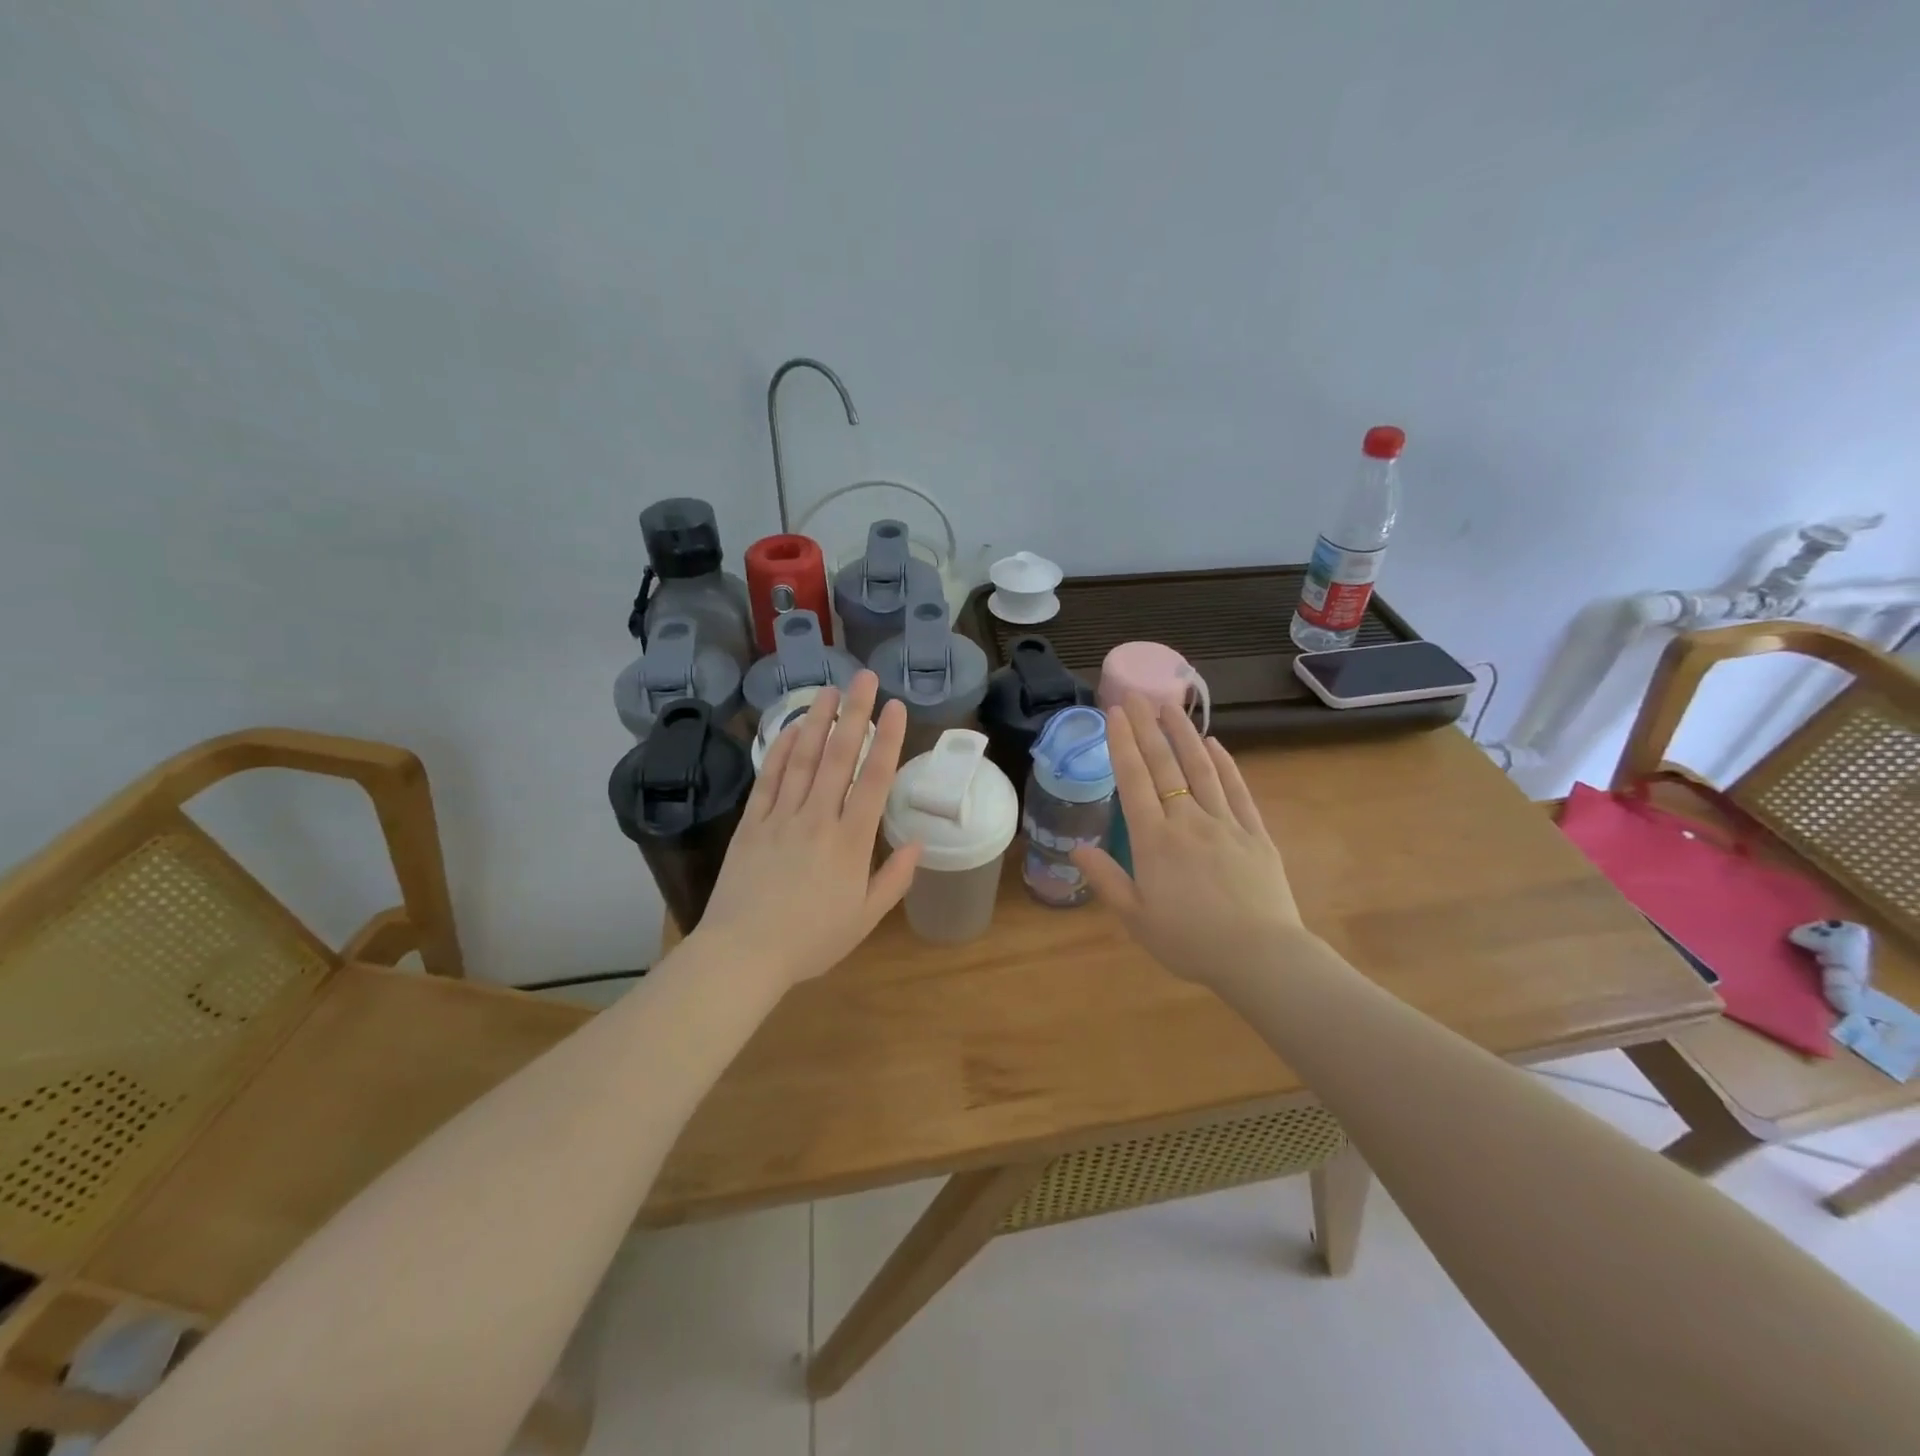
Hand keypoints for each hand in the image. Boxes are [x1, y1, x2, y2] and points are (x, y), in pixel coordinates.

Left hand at [694, 671, 921, 988]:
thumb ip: (894, 879)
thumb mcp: (864, 918)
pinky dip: (780, 751)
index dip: (887, 740)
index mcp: (850, 842)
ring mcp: (780, 818)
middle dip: (854, 713)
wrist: (743, 954)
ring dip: (817, 721)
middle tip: (863, 677)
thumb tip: (917, 843)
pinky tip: (791, 730)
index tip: (895, 706)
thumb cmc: (811, 941)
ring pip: (803, 759)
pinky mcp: (751, 824)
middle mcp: (817, 818)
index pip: (874, 779)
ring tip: (828, 689)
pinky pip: (768, 779)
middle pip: (839, 756)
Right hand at [1070, 698, 1306, 989]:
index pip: (1134, 781)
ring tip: (1171, 706)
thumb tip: (1076, 849)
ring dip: (1184, 734)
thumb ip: (1106, 879)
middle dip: (1147, 727)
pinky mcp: (1255, 833)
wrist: (1260, 957)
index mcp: (1154, 841)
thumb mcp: (1137, 918)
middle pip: (1165, 766)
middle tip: (1136, 695)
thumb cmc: (1190, 942)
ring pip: (1202, 768)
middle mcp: (1187, 821)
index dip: (1123, 744)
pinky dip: (1226, 765)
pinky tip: (1215, 744)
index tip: (1115, 713)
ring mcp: (1225, 823)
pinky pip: (1237, 791)